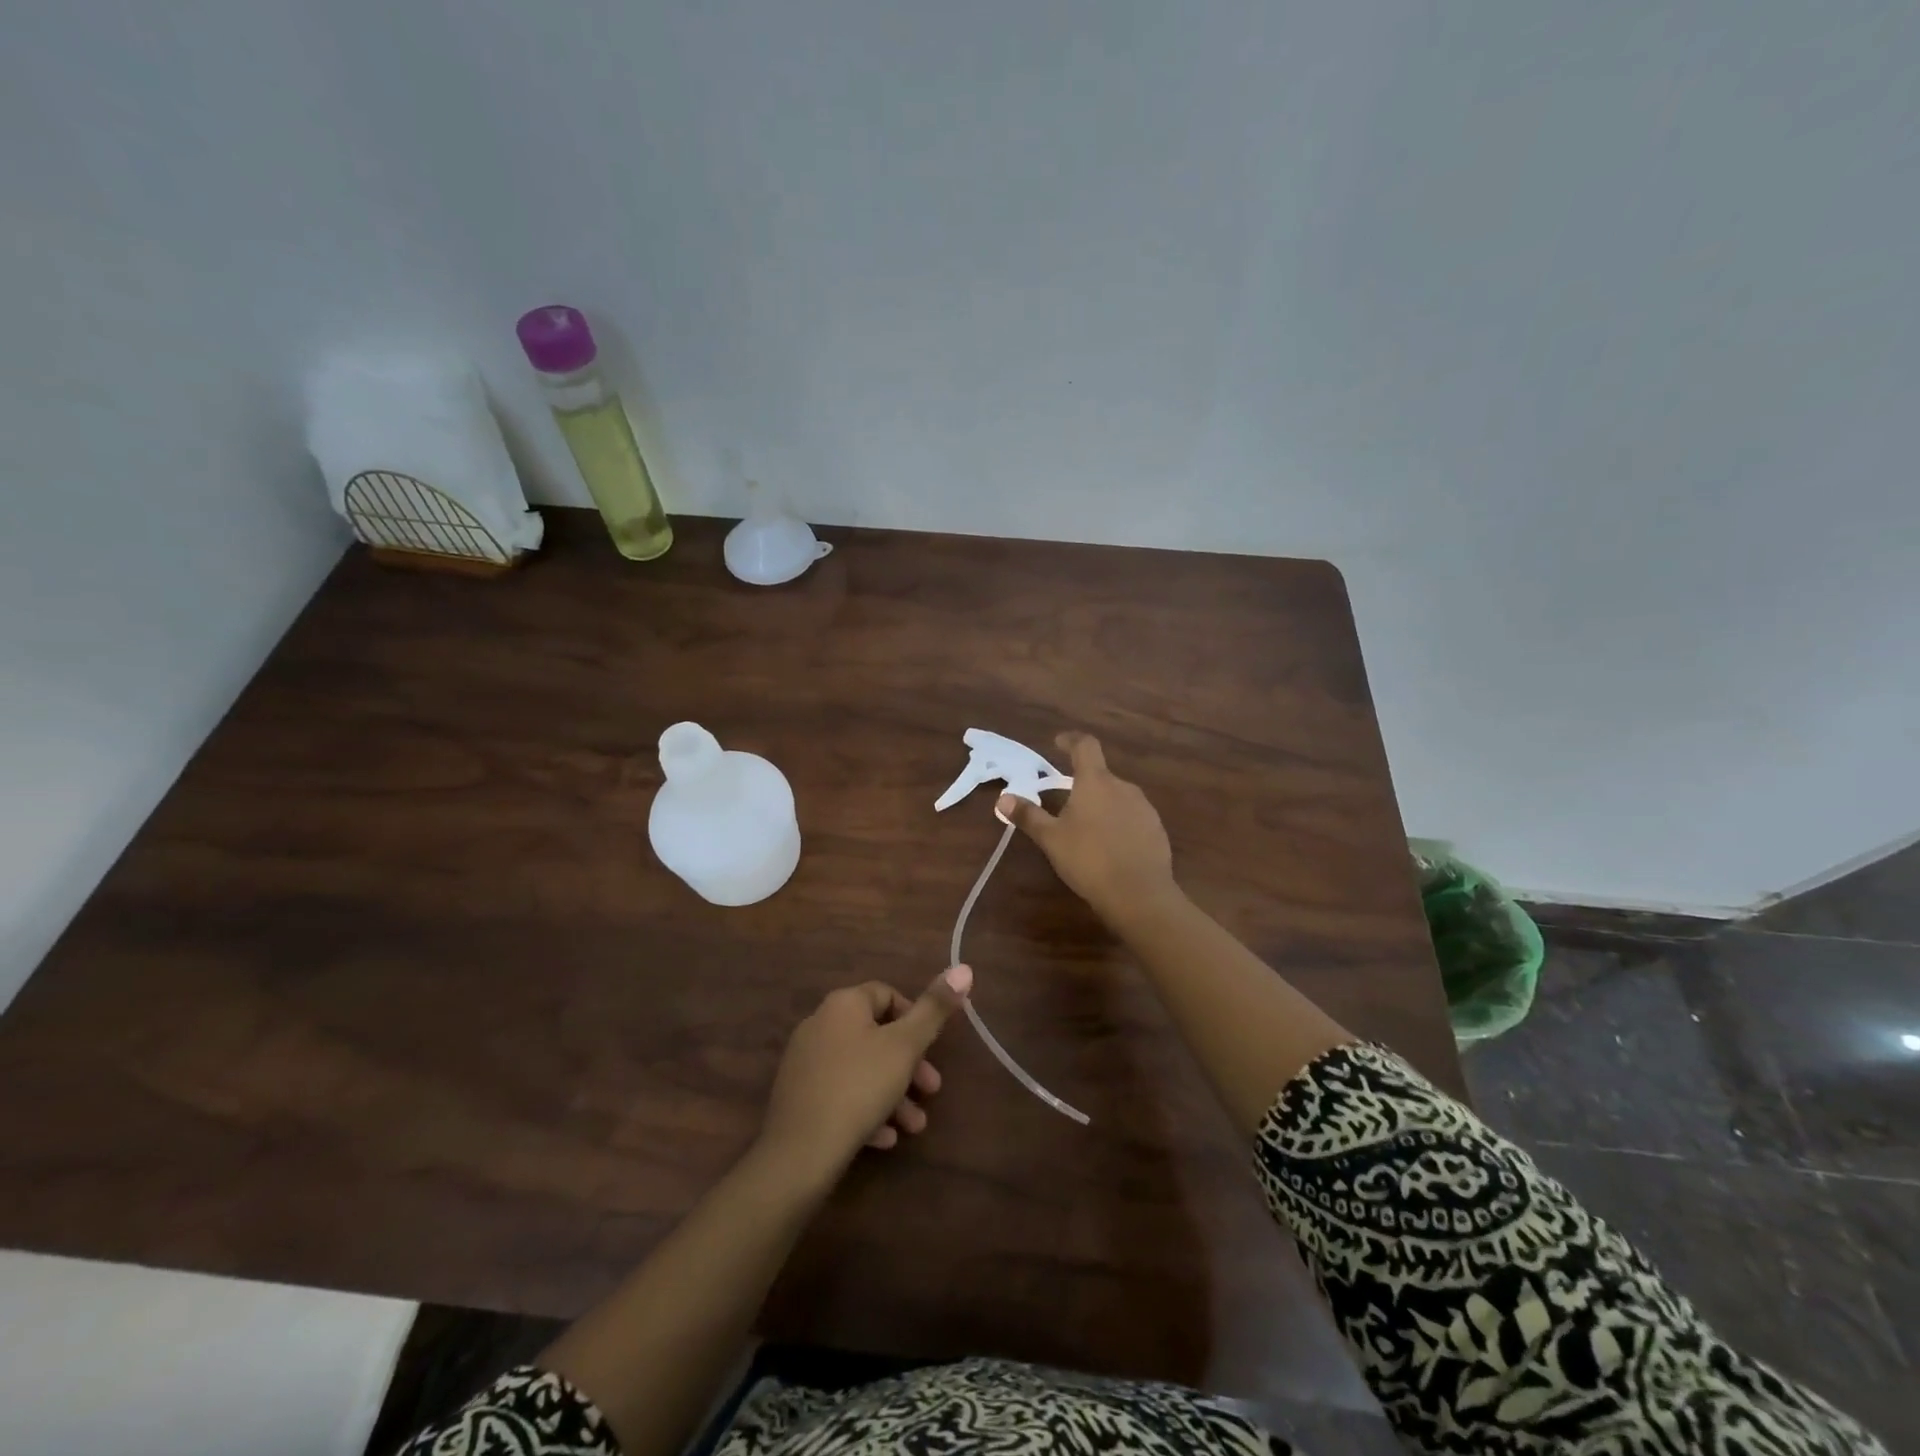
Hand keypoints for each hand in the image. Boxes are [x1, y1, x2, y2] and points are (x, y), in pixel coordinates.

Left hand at [756, 966, 971, 1193]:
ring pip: (861, 1069)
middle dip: (909, 1064)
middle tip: (932, 1090)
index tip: (932, 1048)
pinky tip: (883, 1139)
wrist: (799, 1152)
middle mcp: (820, 1023)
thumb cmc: (859, 1087)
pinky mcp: (798, 1096)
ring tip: (913, 1126)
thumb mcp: (906, 1047)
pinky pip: (840, 1094)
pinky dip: (865, 1110)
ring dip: (892, 1094)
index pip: (886, 994)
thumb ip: (934, 1009)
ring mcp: (805, 1061)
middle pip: (875, 1035)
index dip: (915, 1017)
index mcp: (843, 1004)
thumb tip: (964, 967)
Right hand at [999, 732, 1177, 923]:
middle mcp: (1123, 787)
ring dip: (1102, 805)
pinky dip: (1119, 823)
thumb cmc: (1089, 859)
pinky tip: (1110, 847)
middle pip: (1100, 775)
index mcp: (1095, 782)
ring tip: (1087, 829)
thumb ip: (1028, 816)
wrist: (1139, 894)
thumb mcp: (1051, 839)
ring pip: (1117, 797)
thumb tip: (1003, 799)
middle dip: (1083, 784)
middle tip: (1065, 804)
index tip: (1059, 743)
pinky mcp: (1156, 829)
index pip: (1085, 746)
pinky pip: (1132, 817)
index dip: (1071, 740)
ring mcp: (1144, 807)